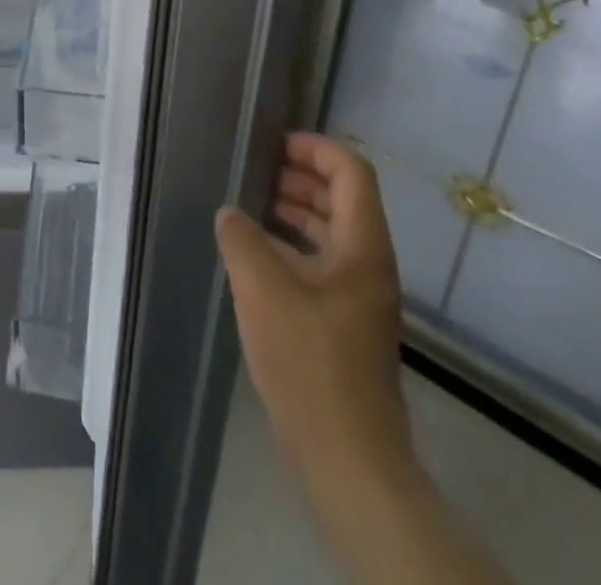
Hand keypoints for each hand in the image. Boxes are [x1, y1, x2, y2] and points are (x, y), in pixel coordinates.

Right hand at [215, 134, 410, 489]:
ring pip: (331, 231)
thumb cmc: (309, 362)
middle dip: (299, 176)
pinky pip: (322, 261)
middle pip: (343, 198)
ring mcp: (360, 294)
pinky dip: (292, 244)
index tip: (271, 144)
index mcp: (362, 247)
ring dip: (294, 209)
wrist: (348, 457)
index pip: (351, 172)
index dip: (314, 147)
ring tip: (248, 204)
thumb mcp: (262, 289)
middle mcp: (369, 263)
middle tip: (252, 170)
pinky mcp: (346, 321)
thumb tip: (230, 213)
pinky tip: (255, 253)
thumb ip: (241, 238)